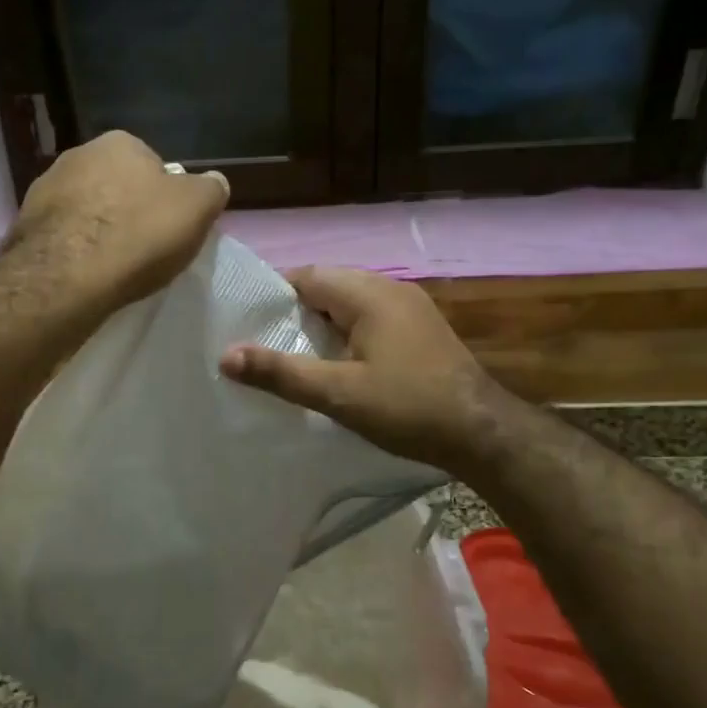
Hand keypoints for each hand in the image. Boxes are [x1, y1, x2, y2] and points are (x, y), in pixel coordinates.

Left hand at [8, 131, 228, 316]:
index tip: (168, 228)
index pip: (153, 165)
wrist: (68, 275)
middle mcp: (78, 154)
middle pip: (116, 184)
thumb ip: (210, 190)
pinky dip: (74, 248)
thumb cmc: (139, 235)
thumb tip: (214, 181)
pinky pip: (62, 233)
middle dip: (127, 209)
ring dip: (97, 228)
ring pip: (85, 208)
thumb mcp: (196, 209)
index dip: (164, 197)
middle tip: (142, 247)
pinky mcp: (26, 224)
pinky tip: (85, 272)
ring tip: (112, 265)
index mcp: (121, 142)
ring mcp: (45, 187)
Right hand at [219, 267, 500, 471]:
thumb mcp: (338, 394)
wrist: (481, 431)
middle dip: (295, 312)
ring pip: (349, 302)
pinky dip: (347, 332)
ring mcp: (409, 306)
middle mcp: (389, 288)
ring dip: (322, 324)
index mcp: (367, 294)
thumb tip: (225, 355)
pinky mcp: (420, 327)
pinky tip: (339, 363)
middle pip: (327, 286)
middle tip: (268, 347)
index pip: (305, 276)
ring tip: (297, 358)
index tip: (249, 327)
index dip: (273, 298)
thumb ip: (281, 373)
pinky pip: (370, 316)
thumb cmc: (407, 407)